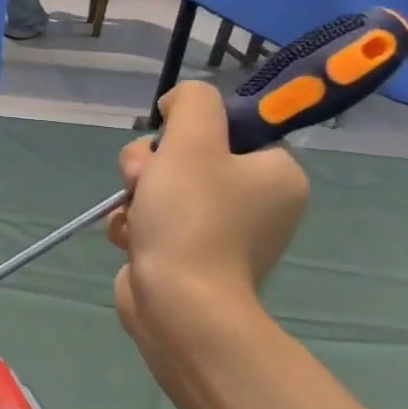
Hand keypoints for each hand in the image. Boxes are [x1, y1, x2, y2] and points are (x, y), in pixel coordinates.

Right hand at [107, 83, 307, 368]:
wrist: (179, 305)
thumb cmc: (192, 218)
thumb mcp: (192, 140)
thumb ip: (192, 102)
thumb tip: (179, 103)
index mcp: (277, 175)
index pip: (231, 130)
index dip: (190, 130)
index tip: (170, 143)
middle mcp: (258, 203)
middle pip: (189, 156)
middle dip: (152, 164)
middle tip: (143, 180)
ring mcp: (222, 233)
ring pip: (163, 187)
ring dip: (137, 193)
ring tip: (133, 214)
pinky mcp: (189, 257)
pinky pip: (154, 220)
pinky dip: (134, 223)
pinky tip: (129, 236)